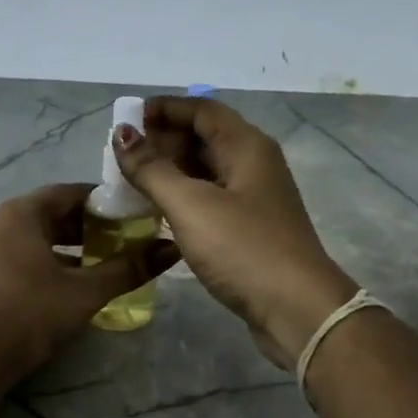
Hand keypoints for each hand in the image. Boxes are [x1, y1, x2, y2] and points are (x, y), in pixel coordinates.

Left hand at [0, 183, 179, 390]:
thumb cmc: (30, 315)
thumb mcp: (85, 293)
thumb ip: (128, 269)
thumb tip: (172, 249)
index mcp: (20, 213)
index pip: (68, 193)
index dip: (102, 202)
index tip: (130, 217)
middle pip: (46, 215)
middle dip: (83, 227)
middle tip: (117, 243)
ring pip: (28, 239)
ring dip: (61, 249)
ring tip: (92, 267)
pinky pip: (11, 258)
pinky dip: (38, 264)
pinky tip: (56, 288)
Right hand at [115, 97, 354, 370]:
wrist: (295, 308)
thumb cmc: (243, 248)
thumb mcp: (191, 205)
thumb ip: (152, 169)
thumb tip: (122, 134)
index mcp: (246, 147)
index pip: (202, 109)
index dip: (164, 109)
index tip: (126, 119)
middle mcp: (254, 164)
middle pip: (205, 138)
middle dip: (163, 141)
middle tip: (122, 157)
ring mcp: (254, 198)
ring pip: (206, 171)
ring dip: (170, 171)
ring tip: (132, 183)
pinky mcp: (250, 229)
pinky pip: (210, 199)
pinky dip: (183, 198)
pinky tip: (158, 213)